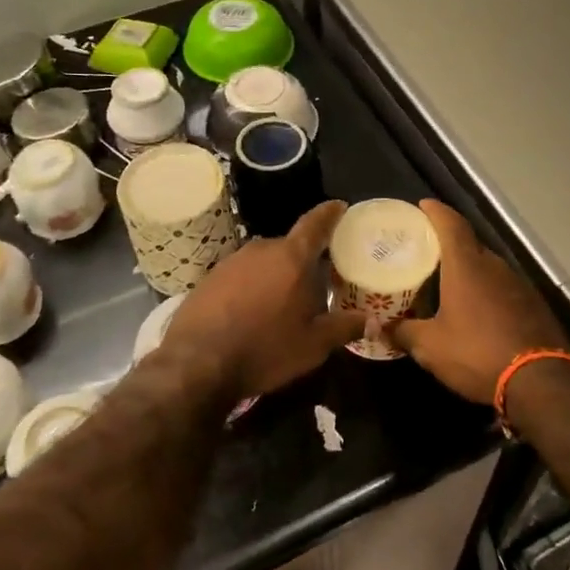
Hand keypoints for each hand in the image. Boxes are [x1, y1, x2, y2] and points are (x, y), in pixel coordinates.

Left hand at [164, 201, 361, 397]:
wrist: (196, 363)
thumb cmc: (264, 349)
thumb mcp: (312, 346)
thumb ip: (344, 328)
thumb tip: (373, 321)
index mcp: (291, 258)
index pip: (315, 224)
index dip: (330, 213)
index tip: (339, 206)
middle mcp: (260, 250)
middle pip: (289, 247)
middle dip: (304, 260)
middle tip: (317, 279)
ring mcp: (230, 261)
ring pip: (264, 261)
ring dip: (276, 274)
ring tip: (284, 301)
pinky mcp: (209, 278)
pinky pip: (241, 274)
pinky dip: (252, 286)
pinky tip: (252, 311)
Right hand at [388, 201, 568, 402]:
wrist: (540, 381)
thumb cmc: (477, 353)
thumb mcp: (430, 347)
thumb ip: (404, 332)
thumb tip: (382, 327)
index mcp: (467, 266)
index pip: (451, 224)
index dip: (436, 211)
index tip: (423, 205)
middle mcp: (494, 266)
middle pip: (470, 244)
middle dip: (449, 242)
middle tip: (427, 250)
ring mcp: (518, 284)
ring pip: (488, 266)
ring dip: (469, 269)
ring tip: (448, 280)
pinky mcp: (534, 304)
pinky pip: (503, 287)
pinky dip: (487, 289)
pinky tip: (477, 308)